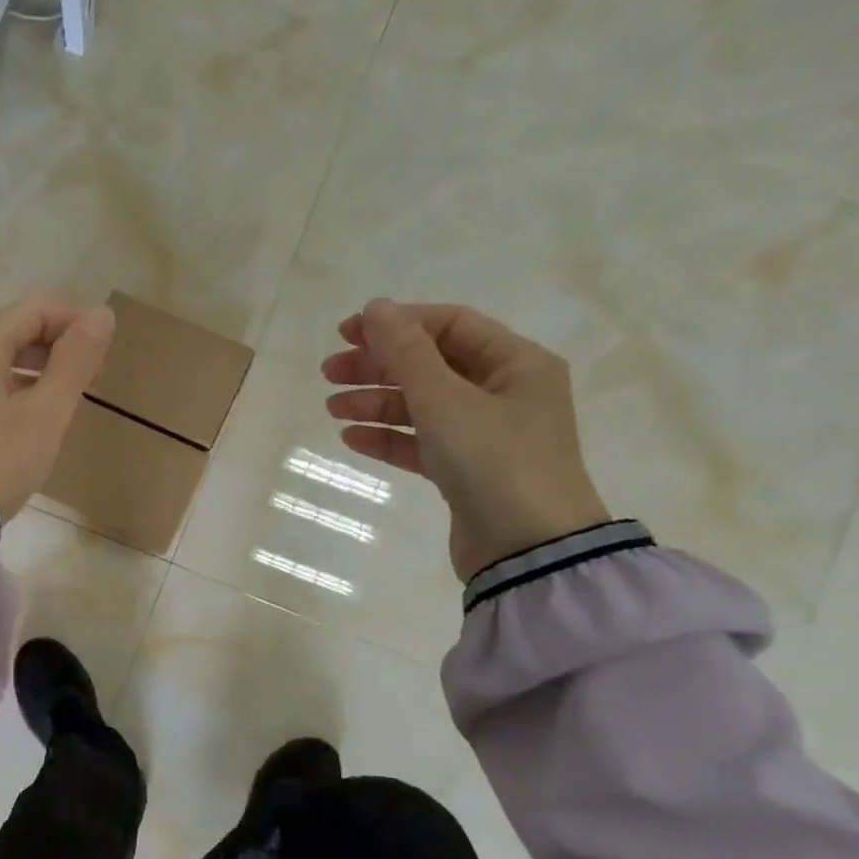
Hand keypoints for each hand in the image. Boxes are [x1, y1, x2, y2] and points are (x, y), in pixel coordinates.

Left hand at [0, 296, 115, 521]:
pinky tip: (23, 424)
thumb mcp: (46, 413)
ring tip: (61, 406)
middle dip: (57, 350)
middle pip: (14, 331)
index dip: (78, 324)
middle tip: (89, 385)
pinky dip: (8, 393)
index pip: (38, 308)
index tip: (103, 360)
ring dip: (34, 373)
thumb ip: (76, 360)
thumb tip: (102, 313)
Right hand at [323, 299, 609, 580]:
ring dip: (376, 402)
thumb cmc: (495, 462)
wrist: (528, 550)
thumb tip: (375, 307)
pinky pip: (422, 442)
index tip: (347, 333)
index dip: (397, 323)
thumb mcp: (445, 401)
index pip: (450, 324)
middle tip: (329, 372)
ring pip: (422, 405)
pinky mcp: (467, 470)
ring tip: (333, 409)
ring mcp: (486, 434)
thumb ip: (406, 352)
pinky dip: (389, 438)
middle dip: (378, 365)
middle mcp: (505, 392)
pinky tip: (353, 439)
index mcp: (516, 363)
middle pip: (431, 364)